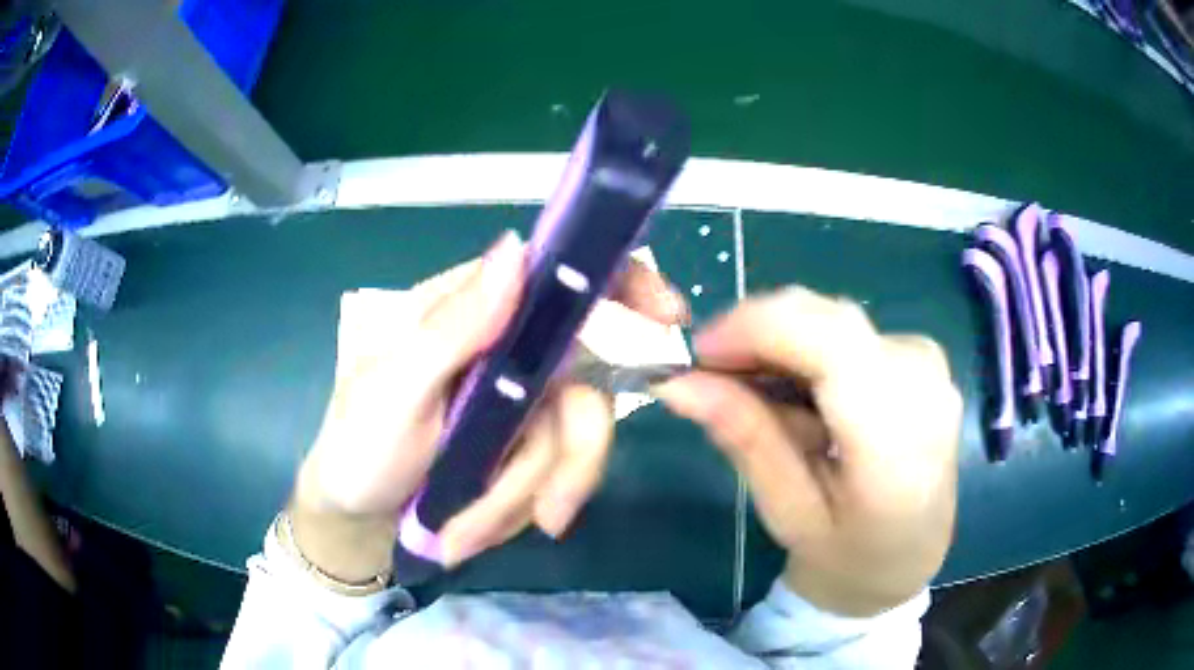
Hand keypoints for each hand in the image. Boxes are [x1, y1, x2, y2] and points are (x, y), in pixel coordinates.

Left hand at [290, 231, 688, 581]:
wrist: (360, 521)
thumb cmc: (361, 447)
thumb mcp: (395, 391)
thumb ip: (453, 327)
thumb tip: (518, 249)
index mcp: (469, 311)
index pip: (558, 275)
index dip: (621, 283)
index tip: (667, 318)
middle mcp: (506, 349)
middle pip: (586, 385)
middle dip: (565, 461)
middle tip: (547, 518)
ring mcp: (520, 402)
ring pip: (573, 443)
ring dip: (523, 499)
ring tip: (463, 535)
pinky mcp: (524, 447)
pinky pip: (554, 476)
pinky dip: (517, 510)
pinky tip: (470, 528)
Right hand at [656, 287, 960, 616]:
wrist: (909, 554)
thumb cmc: (849, 553)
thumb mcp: (789, 513)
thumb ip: (746, 441)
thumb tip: (680, 383)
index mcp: (899, 439)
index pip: (830, 341)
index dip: (756, 329)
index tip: (698, 355)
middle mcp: (924, 381)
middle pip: (826, 319)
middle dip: (758, 336)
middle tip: (713, 380)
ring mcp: (927, 361)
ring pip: (831, 319)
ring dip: (781, 347)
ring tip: (759, 403)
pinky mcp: (919, 354)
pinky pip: (848, 330)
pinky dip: (807, 351)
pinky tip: (798, 398)